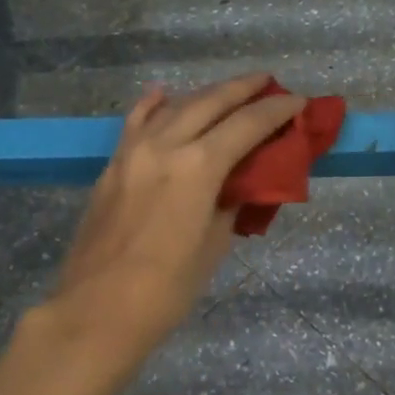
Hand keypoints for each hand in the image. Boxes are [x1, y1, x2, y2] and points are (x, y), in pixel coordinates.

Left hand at [45, 74, 306, 362]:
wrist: (97, 311)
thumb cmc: (167, 289)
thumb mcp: (213, 246)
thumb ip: (230, 204)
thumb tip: (240, 183)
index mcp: (197, 167)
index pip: (246, 125)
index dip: (276, 110)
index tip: (298, 101)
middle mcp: (164, 146)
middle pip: (210, 103)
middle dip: (242, 89)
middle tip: (267, 83)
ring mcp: (132, 152)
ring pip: (173, 107)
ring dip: (204, 95)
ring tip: (227, 92)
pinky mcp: (112, 167)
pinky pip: (136, 123)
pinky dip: (153, 105)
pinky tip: (162, 93)